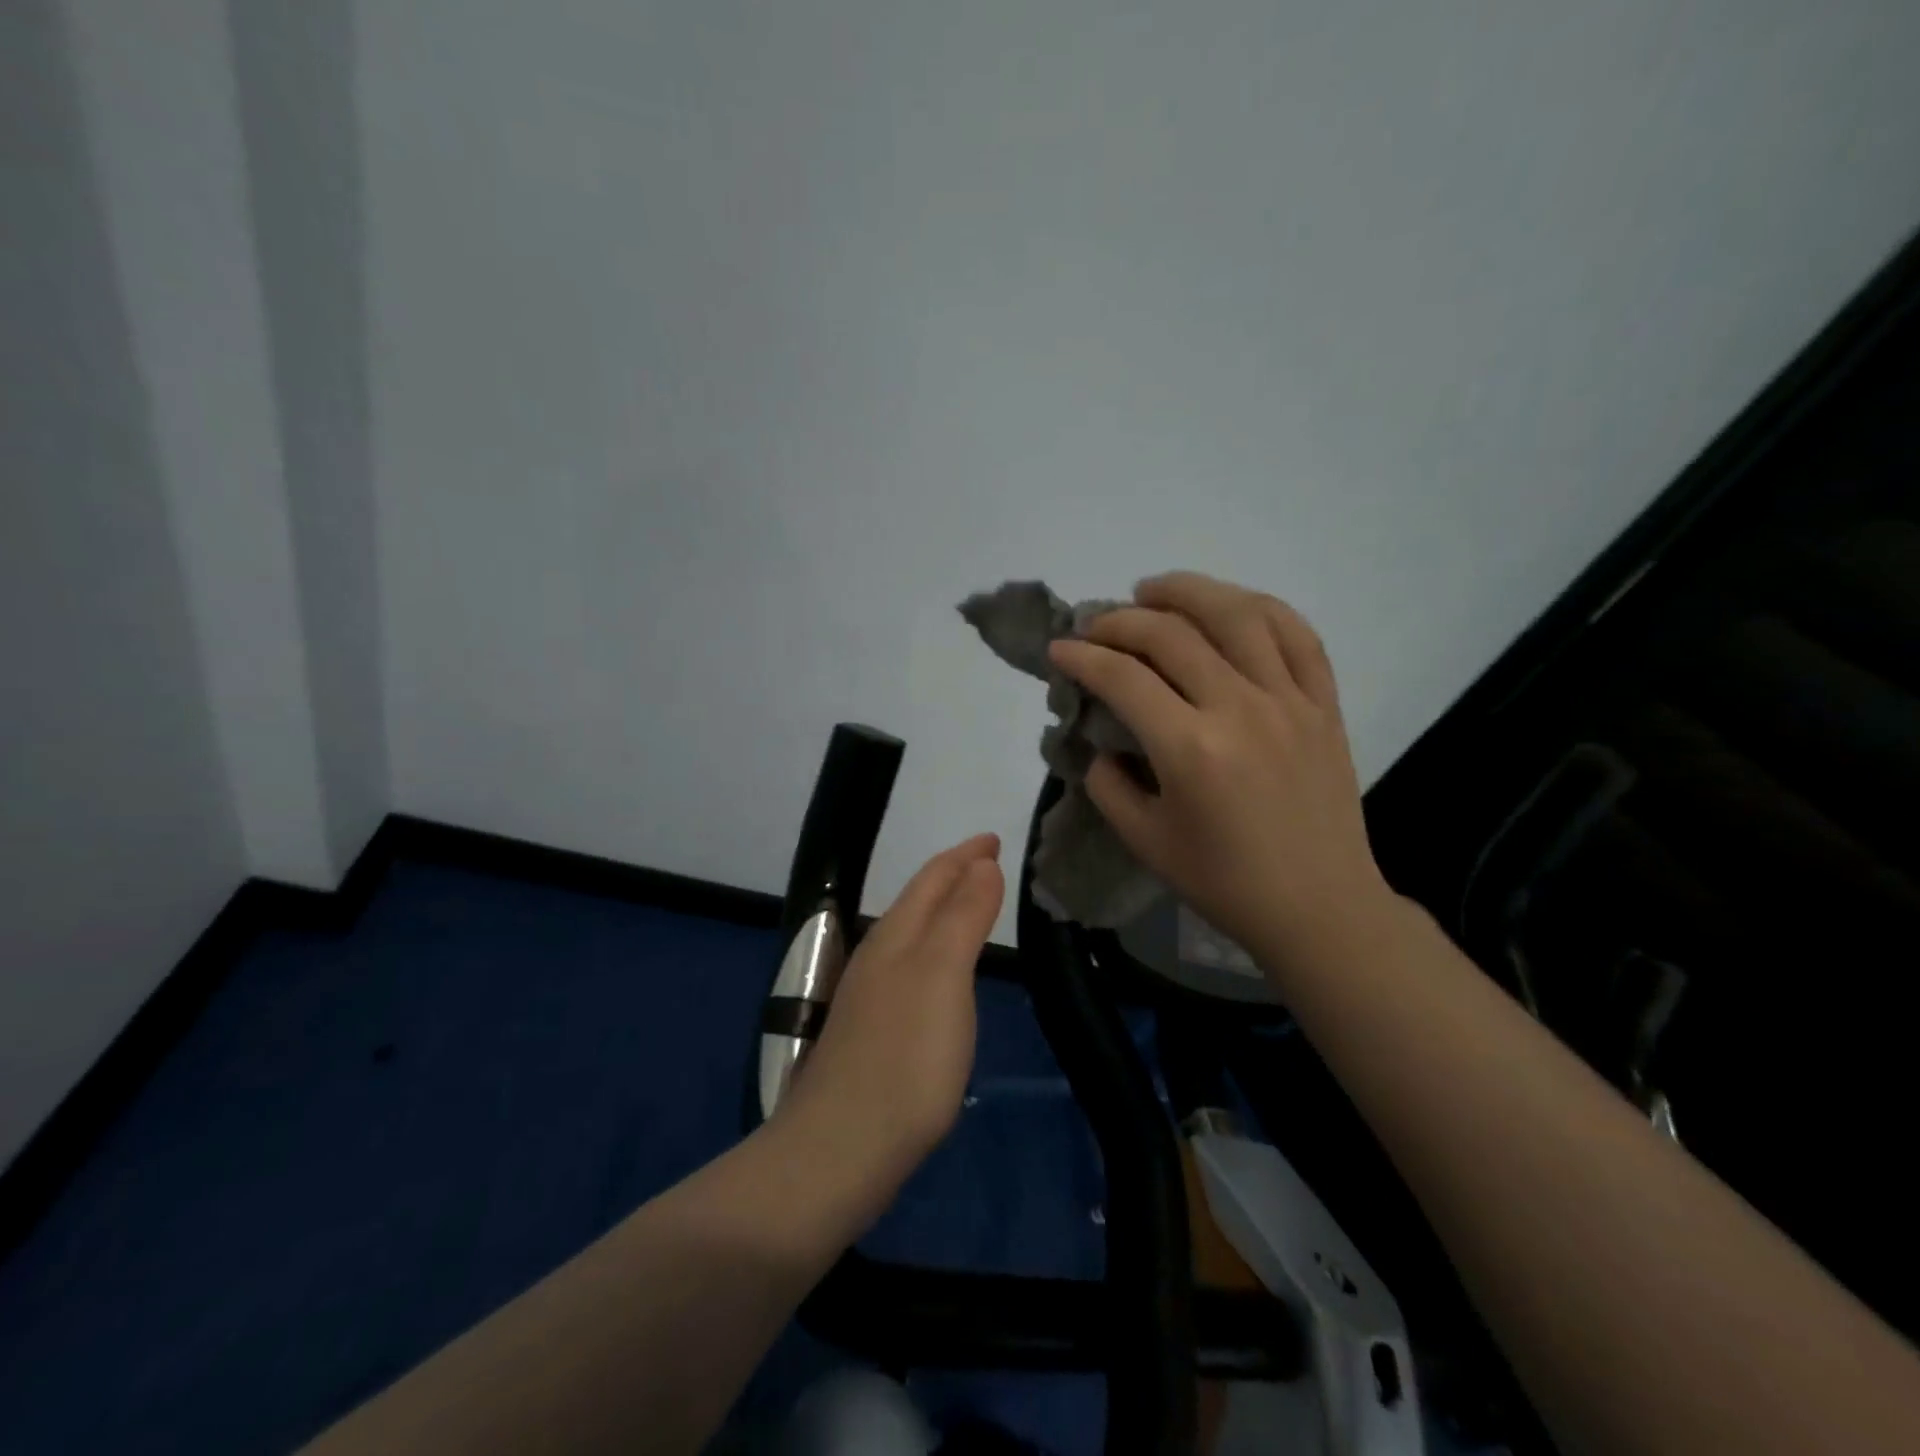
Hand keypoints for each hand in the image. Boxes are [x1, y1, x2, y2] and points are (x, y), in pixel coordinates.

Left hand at [775, 834, 1004, 1205]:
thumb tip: (982, 864)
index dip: (965, 854)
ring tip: (971, 906)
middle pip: (918, 902)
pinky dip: (935, 952)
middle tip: (988, 863)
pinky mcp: (872, 1035)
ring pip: (912, 935)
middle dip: (953, 876)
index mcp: (896, 937)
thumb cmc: (905, 1058)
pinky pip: (911, 970)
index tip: (994, 839)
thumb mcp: (943, 976)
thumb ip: (963, 917)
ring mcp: (870, 997)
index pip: (933, 877)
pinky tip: (943, 976)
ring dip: (943, 912)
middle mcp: (878, 957)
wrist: (839, 1150)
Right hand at [1048, 572, 1390, 975]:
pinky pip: (1297, 634)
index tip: (1059, 649)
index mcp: (1191, 749)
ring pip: (1238, 614)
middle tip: (1096, 625)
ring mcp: (1290, 700)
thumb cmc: (1224, 882)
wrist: (1318, 907)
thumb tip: (1101, 741)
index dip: (1082, 656)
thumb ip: (1108, 784)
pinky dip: (1259, 607)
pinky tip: (1230, 605)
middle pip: (1172, 634)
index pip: (1123, 678)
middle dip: (1121, 620)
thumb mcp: (1144, 841)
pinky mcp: (1324, 704)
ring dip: (1187, 591)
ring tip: (1154, 590)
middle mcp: (1241, 709)